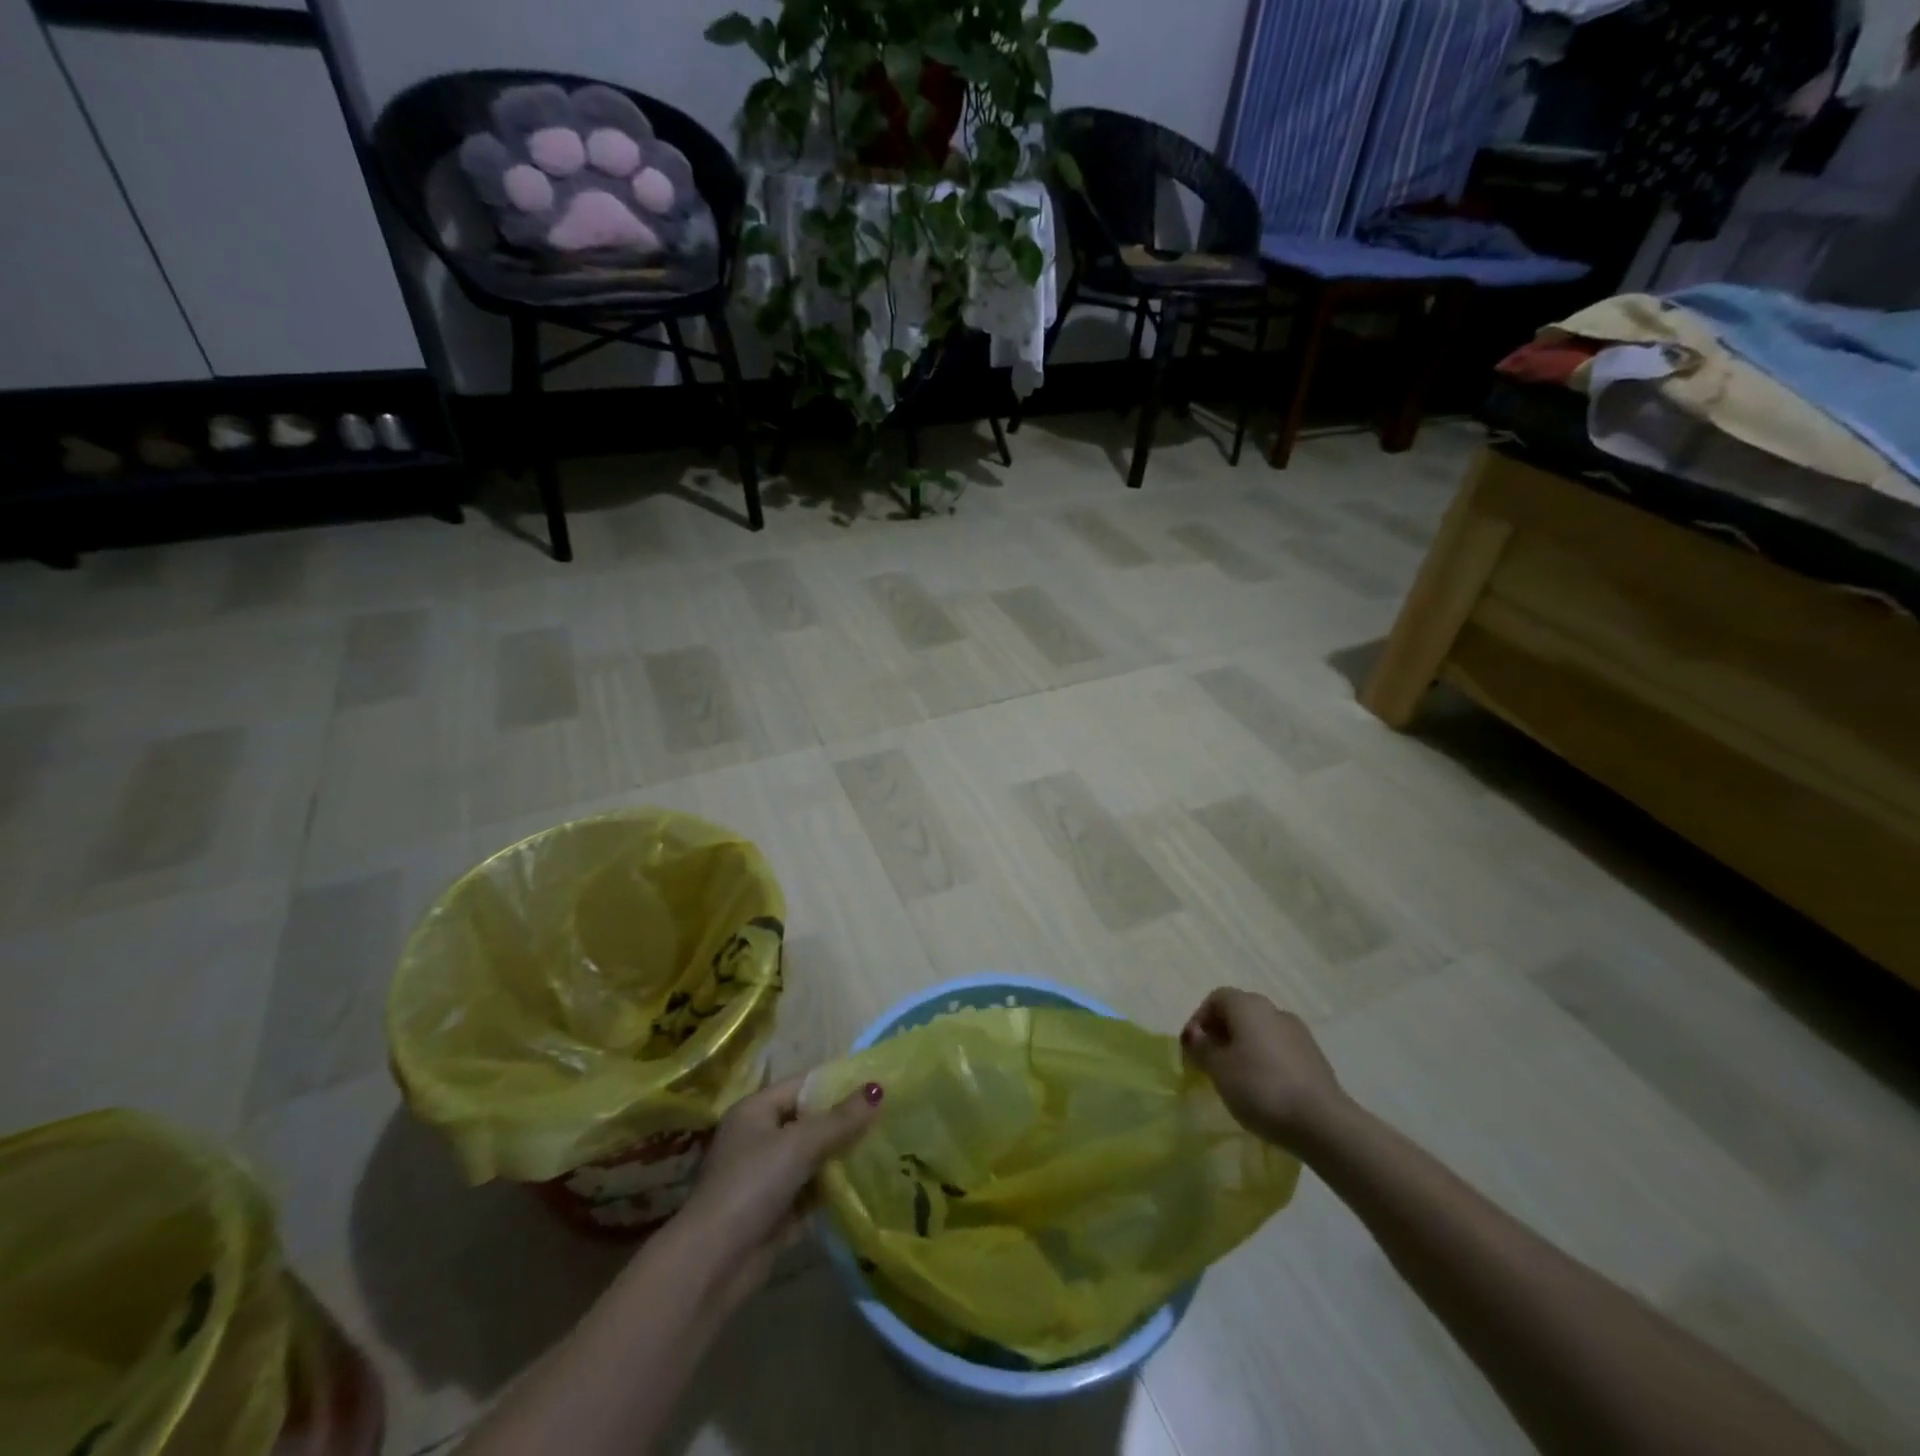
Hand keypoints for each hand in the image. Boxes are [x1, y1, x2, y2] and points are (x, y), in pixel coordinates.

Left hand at [674, 1074, 880, 1304]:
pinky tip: (867, 1183)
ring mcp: (766, 1177)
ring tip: (886, 1147)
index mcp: (756, 1111)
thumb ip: (840, 1119)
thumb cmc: (752, 1185)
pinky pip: (812, 1190)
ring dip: (842, 1156)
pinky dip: (834, 1188)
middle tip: (887, 1116)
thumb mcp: (799, 1144)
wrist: (713, 1264)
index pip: (803, 1085)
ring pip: (813, 1157)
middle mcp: (759, 1138)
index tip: (877, 1084)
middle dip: (845, 1121)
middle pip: (810, 1121)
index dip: (838, 1083)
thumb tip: (878, 1089)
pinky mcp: (776, 1212)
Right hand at [1181, 988, 1347, 1149]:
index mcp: (1248, 1005)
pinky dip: (1265, 1063)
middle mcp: (1274, 1010)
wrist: (1323, 1123)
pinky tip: (1263, 1091)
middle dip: (1221, 1035)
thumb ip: (1202, 1048)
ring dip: (1244, 1050)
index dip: (1198, 1020)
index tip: (1192, 1049)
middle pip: (1239, 1014)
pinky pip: (1279, 1052)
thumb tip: (1196, 1035)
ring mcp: (1299, 1034)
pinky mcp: (1315, 1059)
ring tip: (1235, 1081)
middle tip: (1209, 1065)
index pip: (1216, 999)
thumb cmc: (1260, 1088)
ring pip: (1261, 1034)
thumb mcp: (1218, 1069)